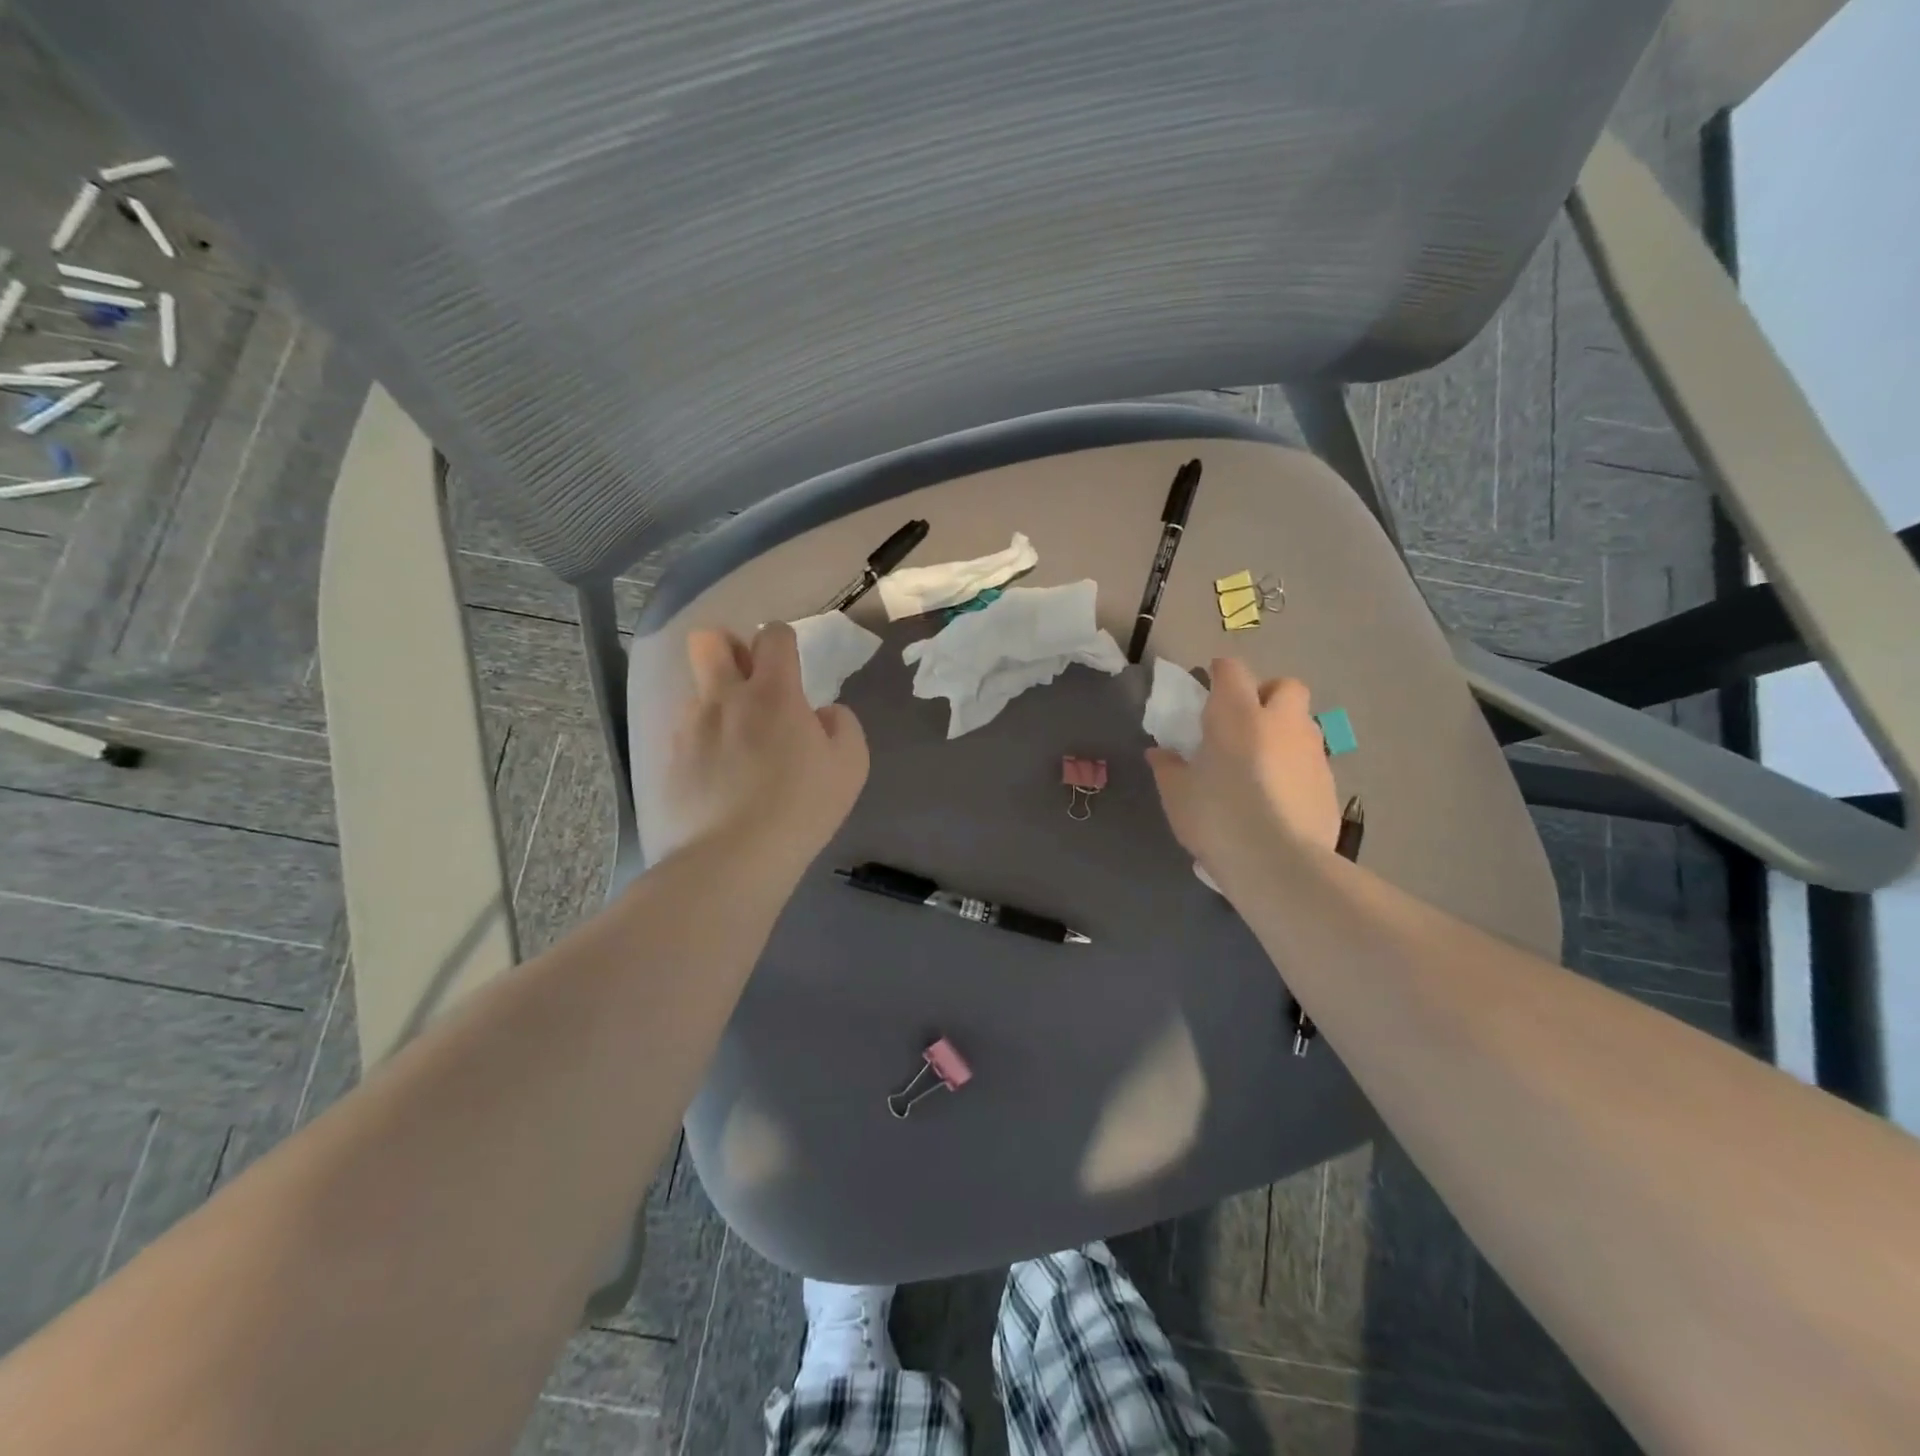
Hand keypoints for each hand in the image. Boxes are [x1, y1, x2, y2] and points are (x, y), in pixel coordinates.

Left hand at [660, 623, 868, 871]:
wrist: (732, 857)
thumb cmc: (802, 807)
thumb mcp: (850, 765)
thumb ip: (842, 725)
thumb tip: (821, 713)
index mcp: (773, 693)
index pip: (773, 635)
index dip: (783, 640)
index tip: (790, 662)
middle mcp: (725, 698)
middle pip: (710, 641)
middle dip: (729, 648)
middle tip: (749, 681)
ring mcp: (690, 727)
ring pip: (697, 690)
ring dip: (717, 702)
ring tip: (736, 743)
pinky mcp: (669, 759)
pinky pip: (685, 732)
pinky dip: (703, 741)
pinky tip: (718, 774)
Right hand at [1146, 659, 1341, 878]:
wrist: (1279, 864)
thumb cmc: (1218, 818)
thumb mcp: (1177, 795)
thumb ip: (1168, 768)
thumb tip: (1160, 753)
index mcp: (1237, 715)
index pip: (1232, 670)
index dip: (1220, 673)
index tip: (1208, 687)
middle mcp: (1281, 722)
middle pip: (1285, 686)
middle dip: (1266, 695)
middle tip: (1244, 722)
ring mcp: (1312, 752)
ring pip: (1302, 724)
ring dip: (1283, 733)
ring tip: (1259, 764)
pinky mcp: (1330, 784)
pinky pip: (1311, 762)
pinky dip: (1295, 768)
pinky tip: (1278, 797)